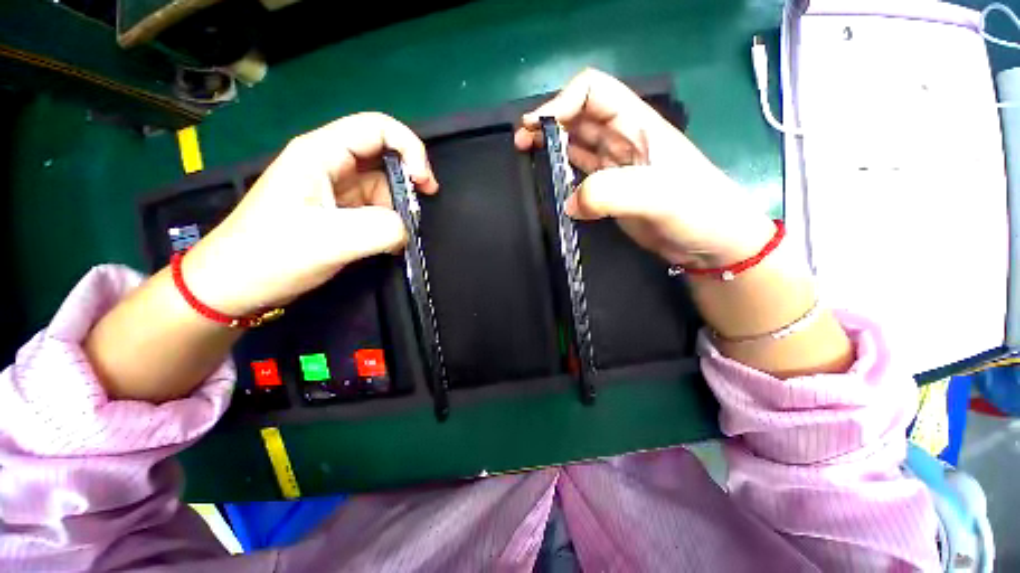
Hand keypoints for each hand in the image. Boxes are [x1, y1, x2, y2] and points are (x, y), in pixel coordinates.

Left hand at [182, 112, 437, 315]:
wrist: (234, 285)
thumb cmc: (271, 256)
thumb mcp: (329, 241)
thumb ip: (380, 229)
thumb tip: (408, 228)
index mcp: (319, 153)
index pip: (377, 128)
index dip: (410, 149)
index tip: (424, 185)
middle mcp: (329, 163)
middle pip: (383, 154)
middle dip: (409, 178)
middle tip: (420, 209)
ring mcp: (335, 189)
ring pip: (383, 185)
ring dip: (400, 206)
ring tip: (403, 234)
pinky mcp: (339, 211)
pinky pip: (376, 207)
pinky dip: (391, 222)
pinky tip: (393, 241)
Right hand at [514, 69, 772, 267]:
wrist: (710, 244)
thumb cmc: (696, 211)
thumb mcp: (658, 196)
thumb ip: (610, 193)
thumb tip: (570, 202)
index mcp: (638, 124)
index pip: (593, 92)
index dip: (562, 102)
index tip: (537, 129)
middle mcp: (624, 139)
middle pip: (579, 116)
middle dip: (548, 122)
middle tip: (522, 141)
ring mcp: (617, 167)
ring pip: (577, 144)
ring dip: (552, 146)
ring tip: (527, 155)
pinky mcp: (612, 192)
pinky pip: (581, 175)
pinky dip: (563, 174)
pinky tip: (552, 183)